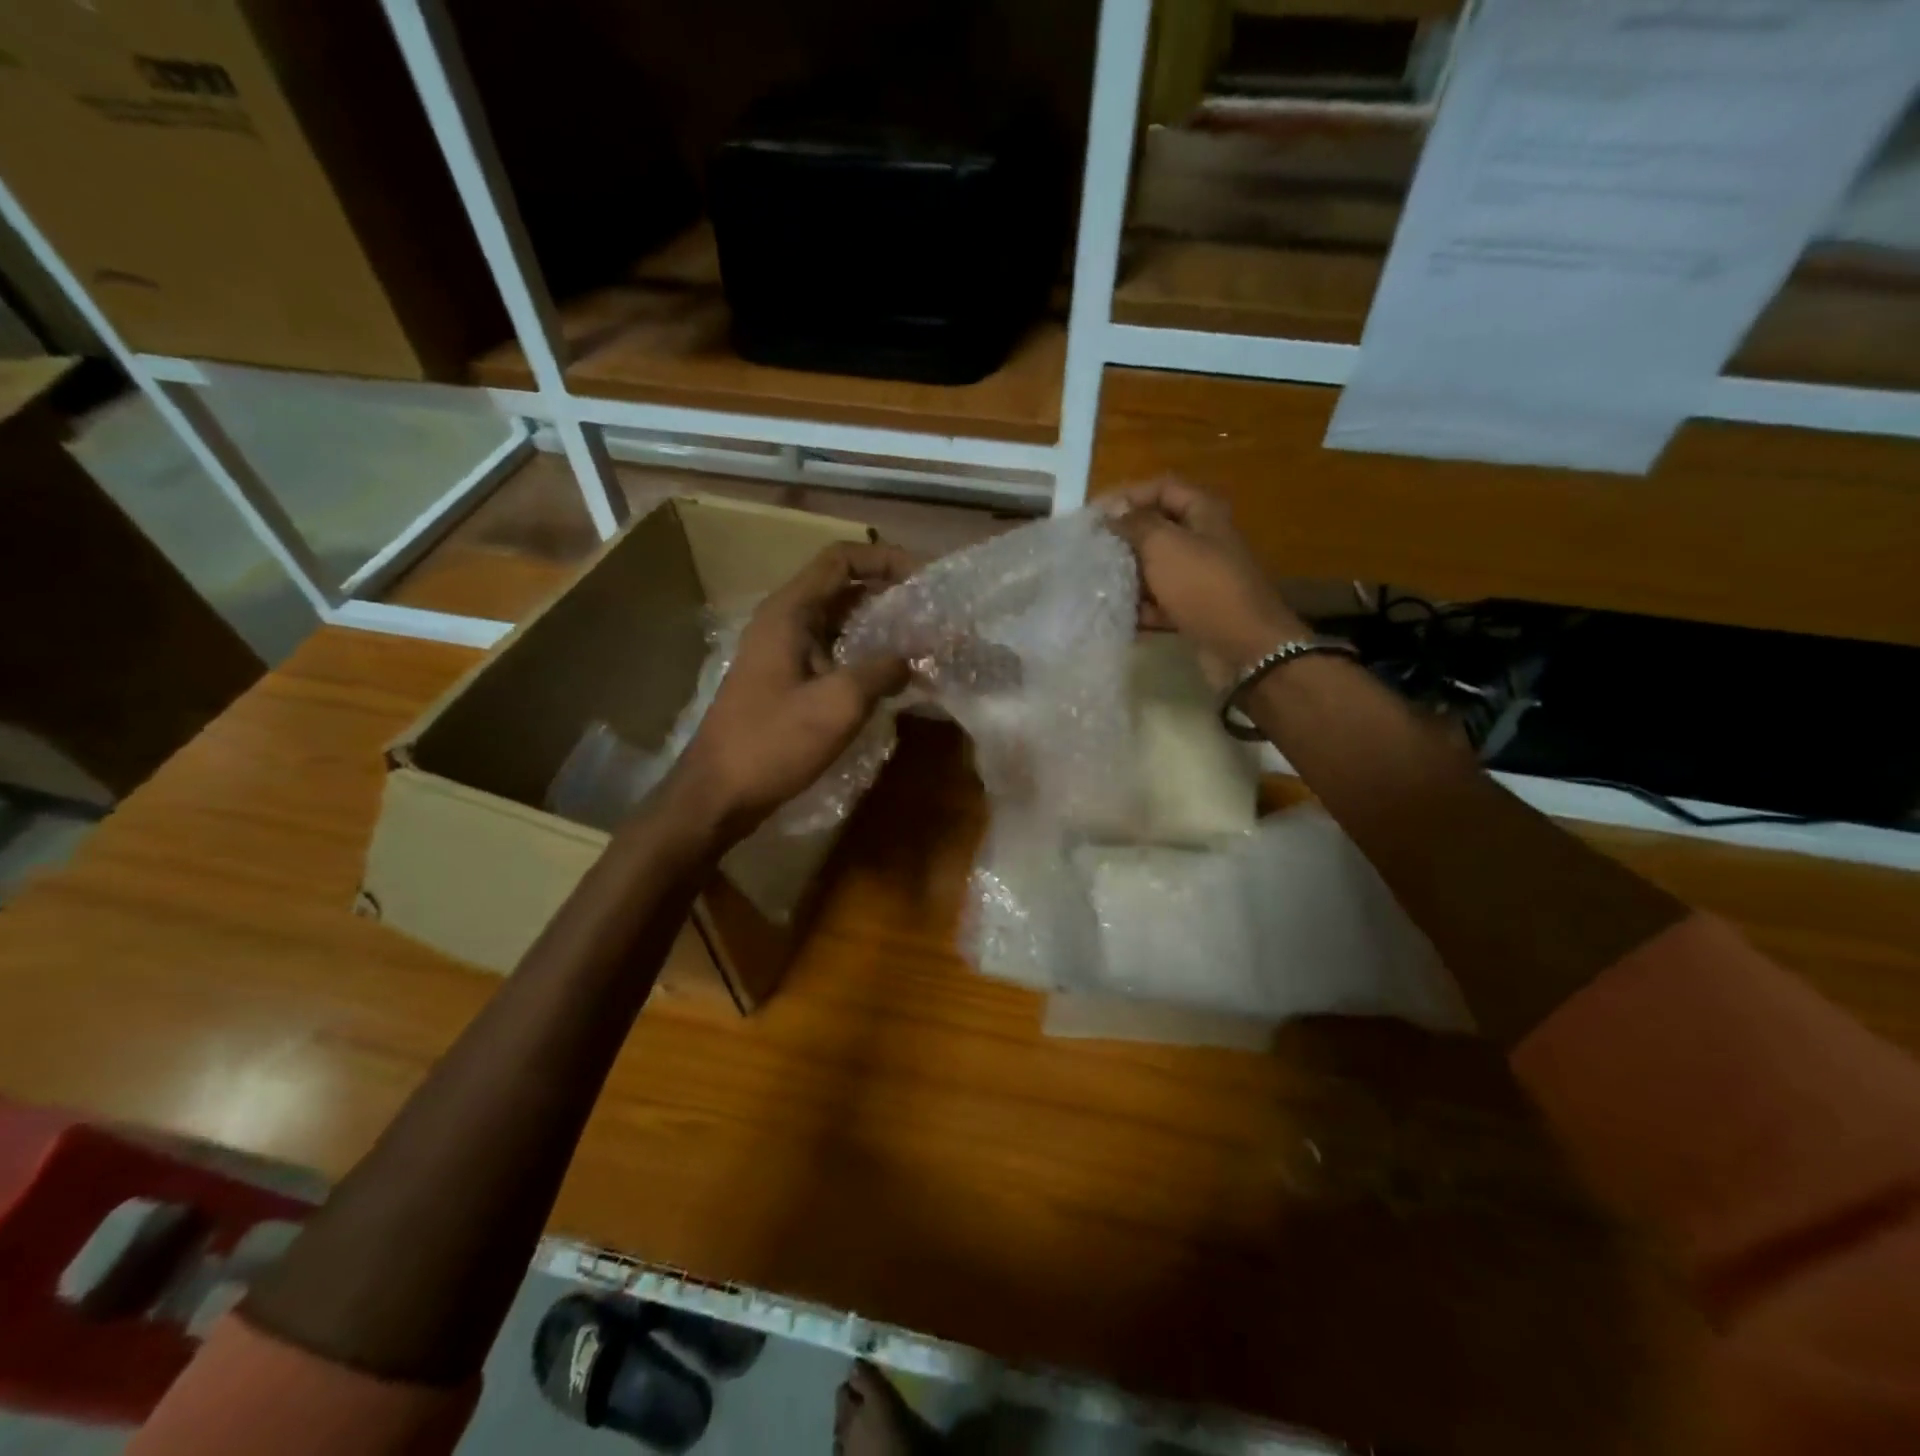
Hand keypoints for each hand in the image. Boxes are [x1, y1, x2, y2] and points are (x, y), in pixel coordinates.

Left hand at [671, 541, 911, 841]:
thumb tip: (913, 658)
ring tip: (921, 643)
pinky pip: (831, 652)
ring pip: (839, 622)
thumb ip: (883, 671)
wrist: (718, 794)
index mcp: (790, 612)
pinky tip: (891, 678)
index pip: (841, 559)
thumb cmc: (773, 743)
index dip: (885, 560)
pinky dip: (863, 656)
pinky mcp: (786, 681)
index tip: (925, 579)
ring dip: (878, 627)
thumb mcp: (838, 704)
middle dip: (888, 594)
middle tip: (931, 613)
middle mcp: (784, 621)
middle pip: (842, 587)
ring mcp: (782, 652)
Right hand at [1102, 479, 1306, 673]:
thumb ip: (1136, 524)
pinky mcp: (1194, 610)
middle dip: (1124, 538)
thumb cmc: (1204, 587)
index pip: (1162, 488)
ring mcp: (1199, 578)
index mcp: (1204, 514)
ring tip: (1095, 582)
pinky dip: (1140, 607)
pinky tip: (1116, 614)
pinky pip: (1160, 602)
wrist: (1244, 648)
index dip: (1128, 495)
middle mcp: (1204, 541)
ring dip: (1128, 575)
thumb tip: (1113, 510)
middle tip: (1089, 549)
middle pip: (1157, 529)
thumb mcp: (1165, 546)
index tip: (1094, 515)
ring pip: (1156, 568)